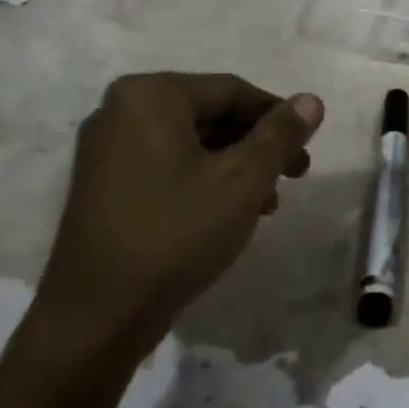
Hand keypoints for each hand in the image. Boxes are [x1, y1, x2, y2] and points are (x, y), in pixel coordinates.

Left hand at [28, 73, 322, 373]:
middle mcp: (121, 111)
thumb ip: (281, 134)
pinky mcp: (104, 186)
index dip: (278, 116)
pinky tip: (231, 213)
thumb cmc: (177, 233)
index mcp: (151, 96)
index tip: (308, 148)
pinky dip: (205, 181)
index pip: (232, 91)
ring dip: (237, 166)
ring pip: (192, 144)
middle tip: (295, 175)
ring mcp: (107, 150)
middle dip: (258, 145)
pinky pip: (168, 166)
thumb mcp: (243, 180)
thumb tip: (311, 100)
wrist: (97, 316)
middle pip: (211, 115)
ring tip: (268, 203)